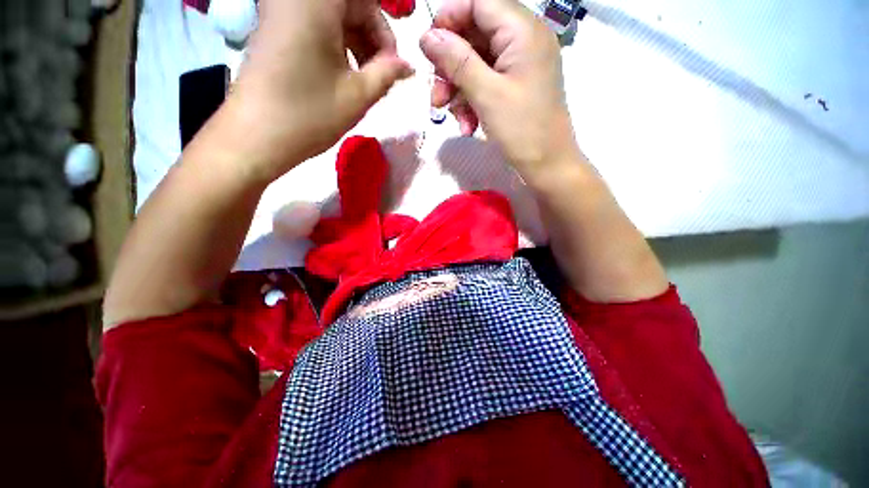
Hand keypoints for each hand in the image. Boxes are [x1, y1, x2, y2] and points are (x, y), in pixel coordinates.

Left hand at [228, 0, 413, 182]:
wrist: (256, 136)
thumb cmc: (310, 114)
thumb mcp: (358, 95)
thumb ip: (388, 73)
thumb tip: (408, 65)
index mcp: (316, 2)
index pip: (365, 2)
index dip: (384, 32)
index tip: (391, 66)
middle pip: (348, 5)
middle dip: (370, 37)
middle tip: (379, 74)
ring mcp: (279, 11)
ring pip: (332, 16)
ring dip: (354, 43)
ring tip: (362, 78)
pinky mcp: (273, 29)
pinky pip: (314, 25)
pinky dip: (335, 45)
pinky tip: (341, 74)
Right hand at [419, 0, 579, 182]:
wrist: (546, 165)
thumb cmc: (521, 130)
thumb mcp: (486, 94)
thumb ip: (456, 61)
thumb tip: (427, 36)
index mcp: (523, 30)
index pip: (479, 2)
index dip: (449, 18)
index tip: (428, 49)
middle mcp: (523, 40)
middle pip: (474, 35)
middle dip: (450, 66)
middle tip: (437, 95)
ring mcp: (519, 65)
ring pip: (476, 63)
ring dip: (458, 90)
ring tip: (452, 117)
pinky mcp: (515, 85)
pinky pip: (486, 82)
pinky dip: (472, 101)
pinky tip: (467, 125)